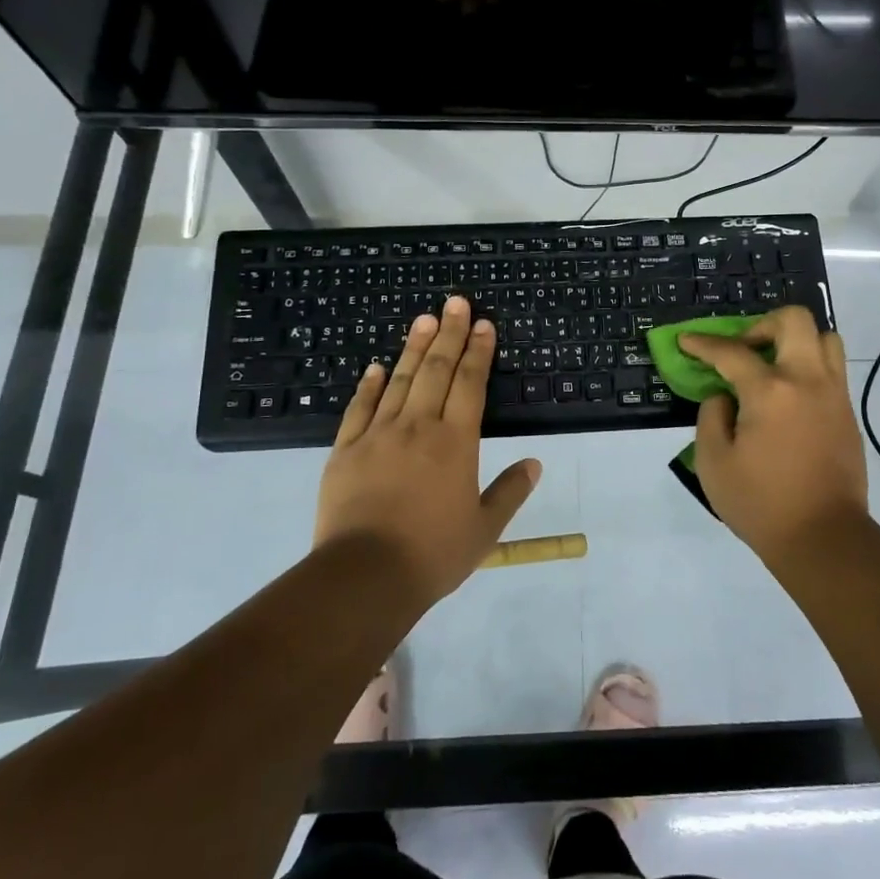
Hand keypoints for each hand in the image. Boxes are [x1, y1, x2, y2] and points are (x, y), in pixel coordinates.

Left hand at [315, 296, 540, 604]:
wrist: (365, 576)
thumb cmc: (432, 554)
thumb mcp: (484, 529)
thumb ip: (510, 492)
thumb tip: (534, 463)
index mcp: (455, 442)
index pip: (470, 384)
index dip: (479, 352)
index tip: (484, 324)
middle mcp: (418, 427)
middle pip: (435, 370)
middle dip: (449, 334)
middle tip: (456, 302)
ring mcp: (377, 435)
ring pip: (399, 380)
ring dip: (413, 347)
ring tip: (424, 319)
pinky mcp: (345, 450)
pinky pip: (359, 408)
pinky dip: (369, 385)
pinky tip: (376, 367)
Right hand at [679, 305, 870, 564]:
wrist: (823, 538)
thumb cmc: (761, 503)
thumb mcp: (714, 463)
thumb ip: (712, 417)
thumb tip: (725, 396)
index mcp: (770, 391)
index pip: (732, 352)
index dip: (704, 344)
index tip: (687, 340)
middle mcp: (807, 380)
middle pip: (794, 321)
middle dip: (762, 324)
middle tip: (744, 349)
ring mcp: (834, 395)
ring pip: (825, 339)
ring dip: (795, 341)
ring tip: (773, 367)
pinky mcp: (847, 414)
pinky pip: (832, 370)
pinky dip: (809, 367)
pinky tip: (788, 397)